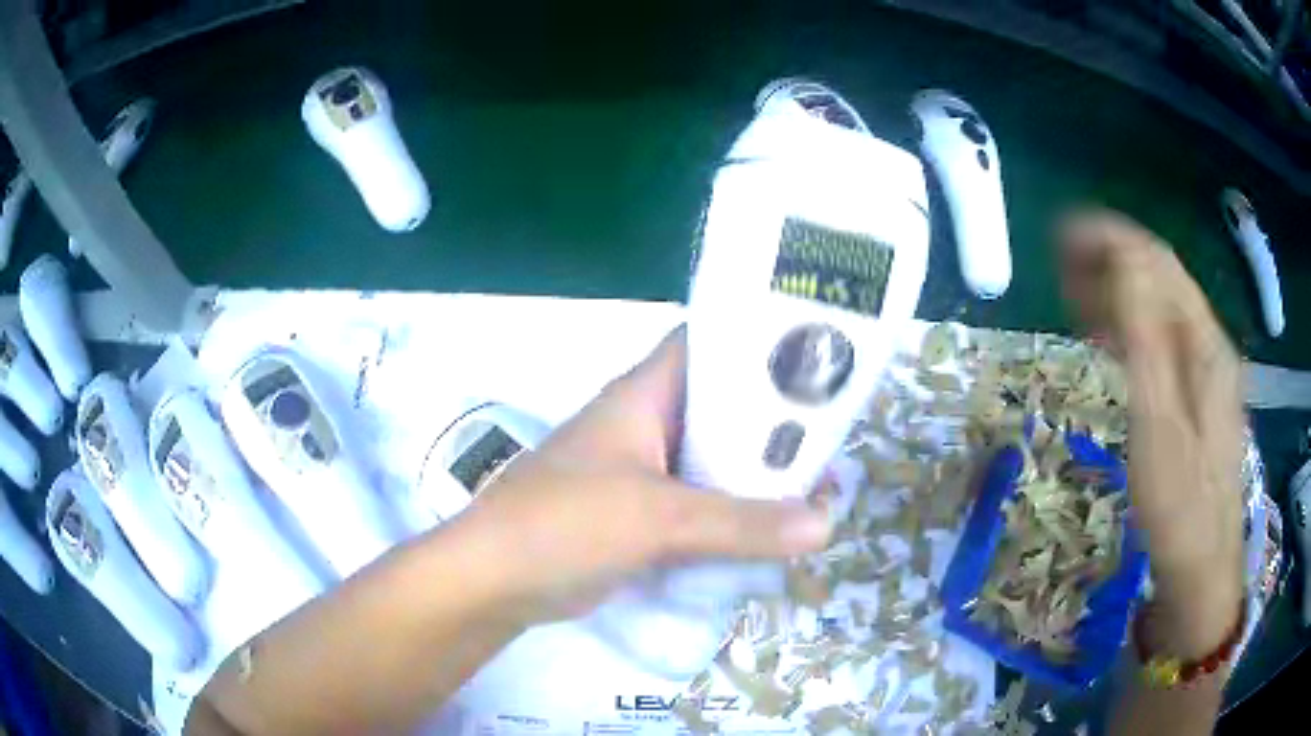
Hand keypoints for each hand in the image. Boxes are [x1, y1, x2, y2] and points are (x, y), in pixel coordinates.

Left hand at [448, 326, 832, 625]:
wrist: (494, 581)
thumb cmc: (563, 524)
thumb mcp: (657, 517)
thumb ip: (742, 523)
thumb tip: (827, 526)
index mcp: (645, 395)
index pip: (711, 345)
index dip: (762, 343)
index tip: (821, 360)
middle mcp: (648, 425)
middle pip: (724, 410)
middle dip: (777, 425)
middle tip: (837, 439)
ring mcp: (644, 474)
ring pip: (716, 463)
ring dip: (760, 477)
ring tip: (823, 488)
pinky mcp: (642, 518)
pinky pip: (701, 507)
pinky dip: (735, 516)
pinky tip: (776, 531)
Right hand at [1059, 211, 1244, 656]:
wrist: (1202, 568)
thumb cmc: (1179, 506)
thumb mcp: (1158, 425)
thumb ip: (1145, 340)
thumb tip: (1123, 263)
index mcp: (1205, 344)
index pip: (1158, 264)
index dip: (1111, 240)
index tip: (1060, 238)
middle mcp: (1209, 345)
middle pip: (1161, 279)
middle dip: (1110, 260)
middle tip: (1058, 265)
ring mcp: (1206, 371)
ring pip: (1161, 308)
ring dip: (1118, 291)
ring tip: (1072, 295)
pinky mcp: (1196, 397)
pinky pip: (1162, 341)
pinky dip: (1130, 326)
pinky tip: (1107, 338)